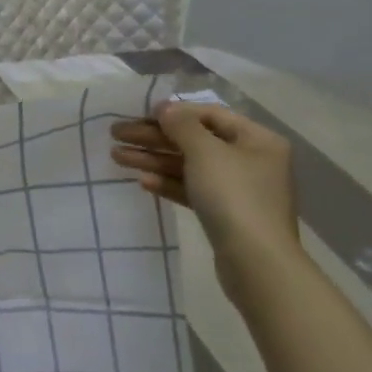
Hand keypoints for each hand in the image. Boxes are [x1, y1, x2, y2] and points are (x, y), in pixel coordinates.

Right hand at [110, 102, 302, 299]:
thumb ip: (182, 125)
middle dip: (154, 137)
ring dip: (153, 159)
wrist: (256, 263)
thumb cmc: (234, 196)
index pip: (209, 114)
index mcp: (256, 140)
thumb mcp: (205, 152)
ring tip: (116, 156)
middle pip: (194, 140)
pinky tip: (143, 181)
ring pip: (189, 166)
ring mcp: (238, 189)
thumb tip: (165, 108)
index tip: (139, 114)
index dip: (174, 112)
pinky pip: (192, 189)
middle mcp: (250, 160)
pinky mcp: (225, 214)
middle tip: (115, 134)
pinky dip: (168, 182)